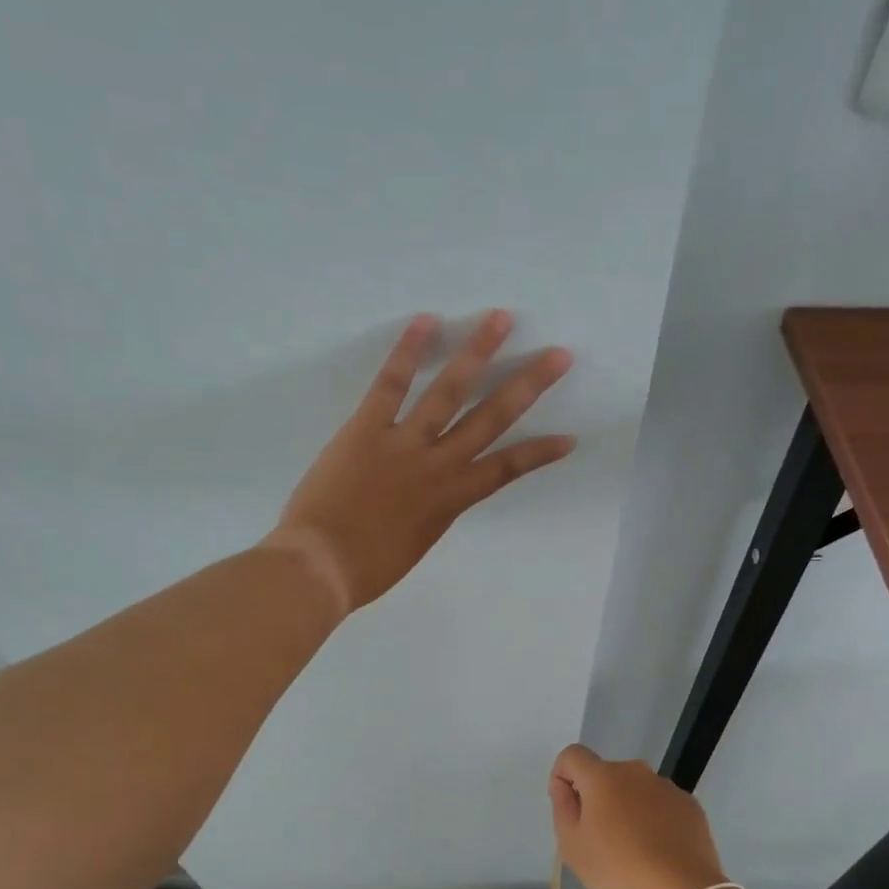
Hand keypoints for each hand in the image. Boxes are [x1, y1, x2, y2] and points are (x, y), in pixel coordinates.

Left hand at [271, 311, 574, 611]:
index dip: (539, 453)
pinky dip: (408, 352)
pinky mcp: (366, 429)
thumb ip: (432, 511)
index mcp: (451, 500)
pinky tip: (426, 320)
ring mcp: (404, 443)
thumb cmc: (367, 569)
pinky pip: (391, 385)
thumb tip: (436, 491)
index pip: (506, 469)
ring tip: (500, 318)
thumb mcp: (416, 543)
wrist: (320, 567)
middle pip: (491, 418)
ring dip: (478, 352)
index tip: (568, 437)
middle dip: (528, 385)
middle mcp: (438, 465)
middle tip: (558, 355)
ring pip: (449, 391)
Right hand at [548, 744, 727, 888]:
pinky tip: (659, 852)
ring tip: (634, 850)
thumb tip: (565, 785)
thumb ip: (562, 806)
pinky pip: (661, 805)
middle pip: (606, 775)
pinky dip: (655, 820)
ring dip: (628, 808)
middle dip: (598, 798)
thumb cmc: (618, 871)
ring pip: (635, 790)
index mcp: (603, 777)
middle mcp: (636, 772)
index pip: (573, 755)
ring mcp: (667, 787)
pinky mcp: (690, 806)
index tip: (568, 807)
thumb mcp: (572, 846)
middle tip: (600, 839)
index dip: (563, 775)